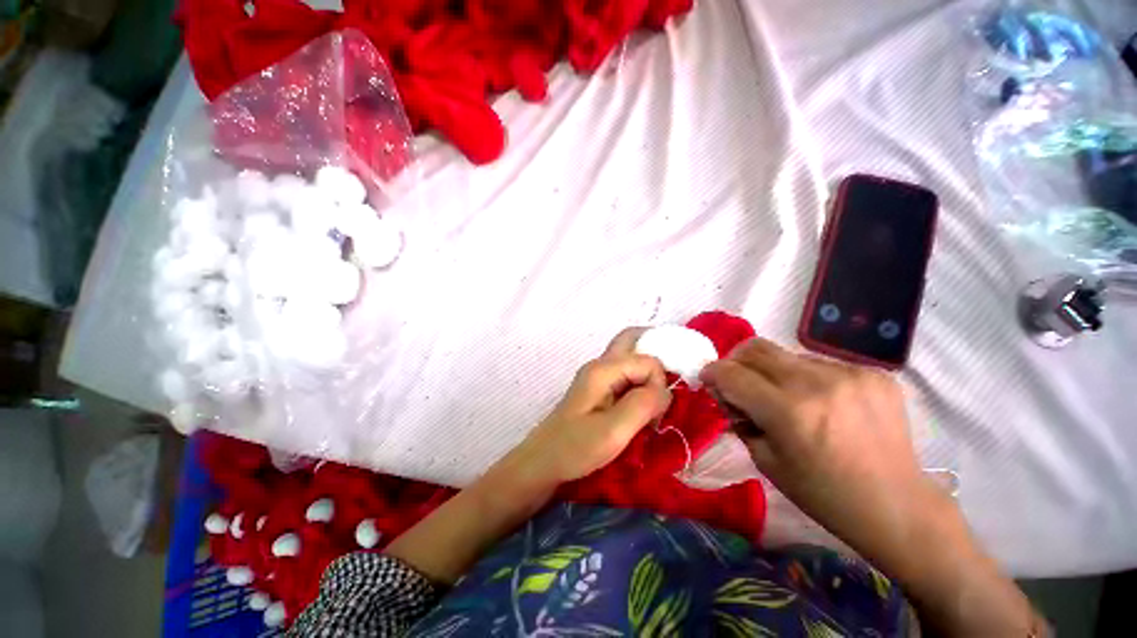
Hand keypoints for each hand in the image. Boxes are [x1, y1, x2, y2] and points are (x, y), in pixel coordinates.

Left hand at [515, 328, 671, 484]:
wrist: (544, 462)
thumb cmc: (575, 448)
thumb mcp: (613, 431)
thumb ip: (643, 404)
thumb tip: (665, 390)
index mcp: (603, 370)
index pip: (647, 360)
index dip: (659, 383)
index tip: (655, 413)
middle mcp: (601, 365)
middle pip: (633, 340)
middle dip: (656, 356)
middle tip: (669, 384)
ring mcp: (598, 376)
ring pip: (631, 358)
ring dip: (649, 375)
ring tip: (655, 404)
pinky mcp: (599, 390)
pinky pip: (626, 376)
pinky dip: (641, 385)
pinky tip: (643, 408)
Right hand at [700, 337, 940, 557]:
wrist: (897, 505)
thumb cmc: (823, 494)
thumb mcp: (766, 460)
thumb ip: (739, 419)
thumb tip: (726, 393)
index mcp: (788, 412)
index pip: (731, 373)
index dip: (712, 372)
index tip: (708, 379)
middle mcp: (817, 383)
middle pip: (756, 348)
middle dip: (735, 361)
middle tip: (737, 380)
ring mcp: (850, 374)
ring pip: (787, 354)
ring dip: (773, 371)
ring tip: (785, 397)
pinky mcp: (874, 373)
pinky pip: (820, 363)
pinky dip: (806, 378)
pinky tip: (820, 402)